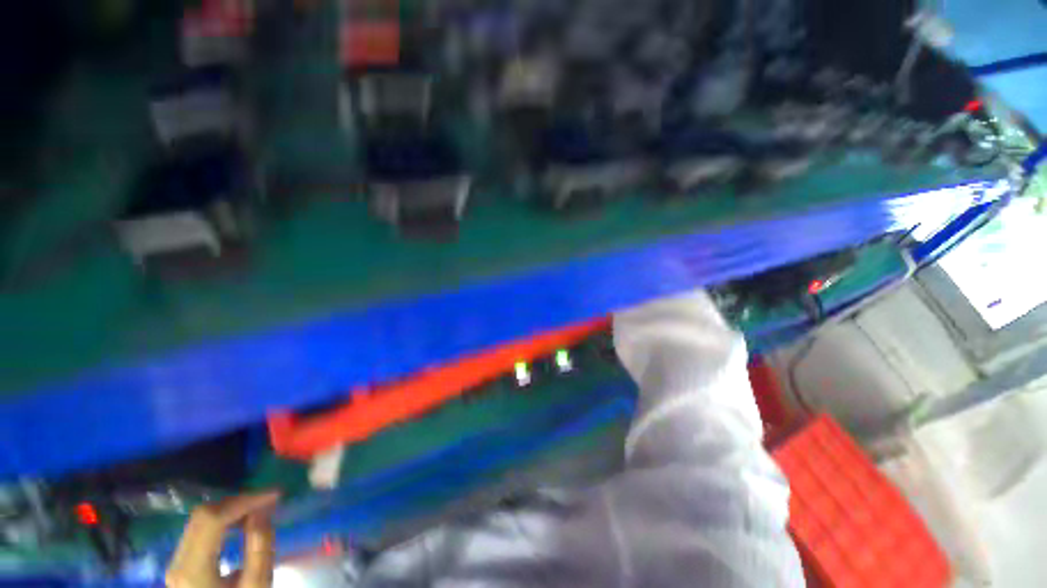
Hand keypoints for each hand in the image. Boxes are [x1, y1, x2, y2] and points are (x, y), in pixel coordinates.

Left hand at [166, 492, 279, 587]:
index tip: (275, 495)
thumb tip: (262, 511)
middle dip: (238, 502)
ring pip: (199, 520)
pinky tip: (241, 523)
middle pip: (202, 516)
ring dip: (231, 509)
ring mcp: (176, 563)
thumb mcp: (257, 586)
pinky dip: (223, 520)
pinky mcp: (181, 564)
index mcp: (193, 570)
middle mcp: (178, 561)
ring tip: (258, 510)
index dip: (244, 501)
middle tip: (268, 500)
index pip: (213, 519)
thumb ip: (260, 548)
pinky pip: (199, 531)